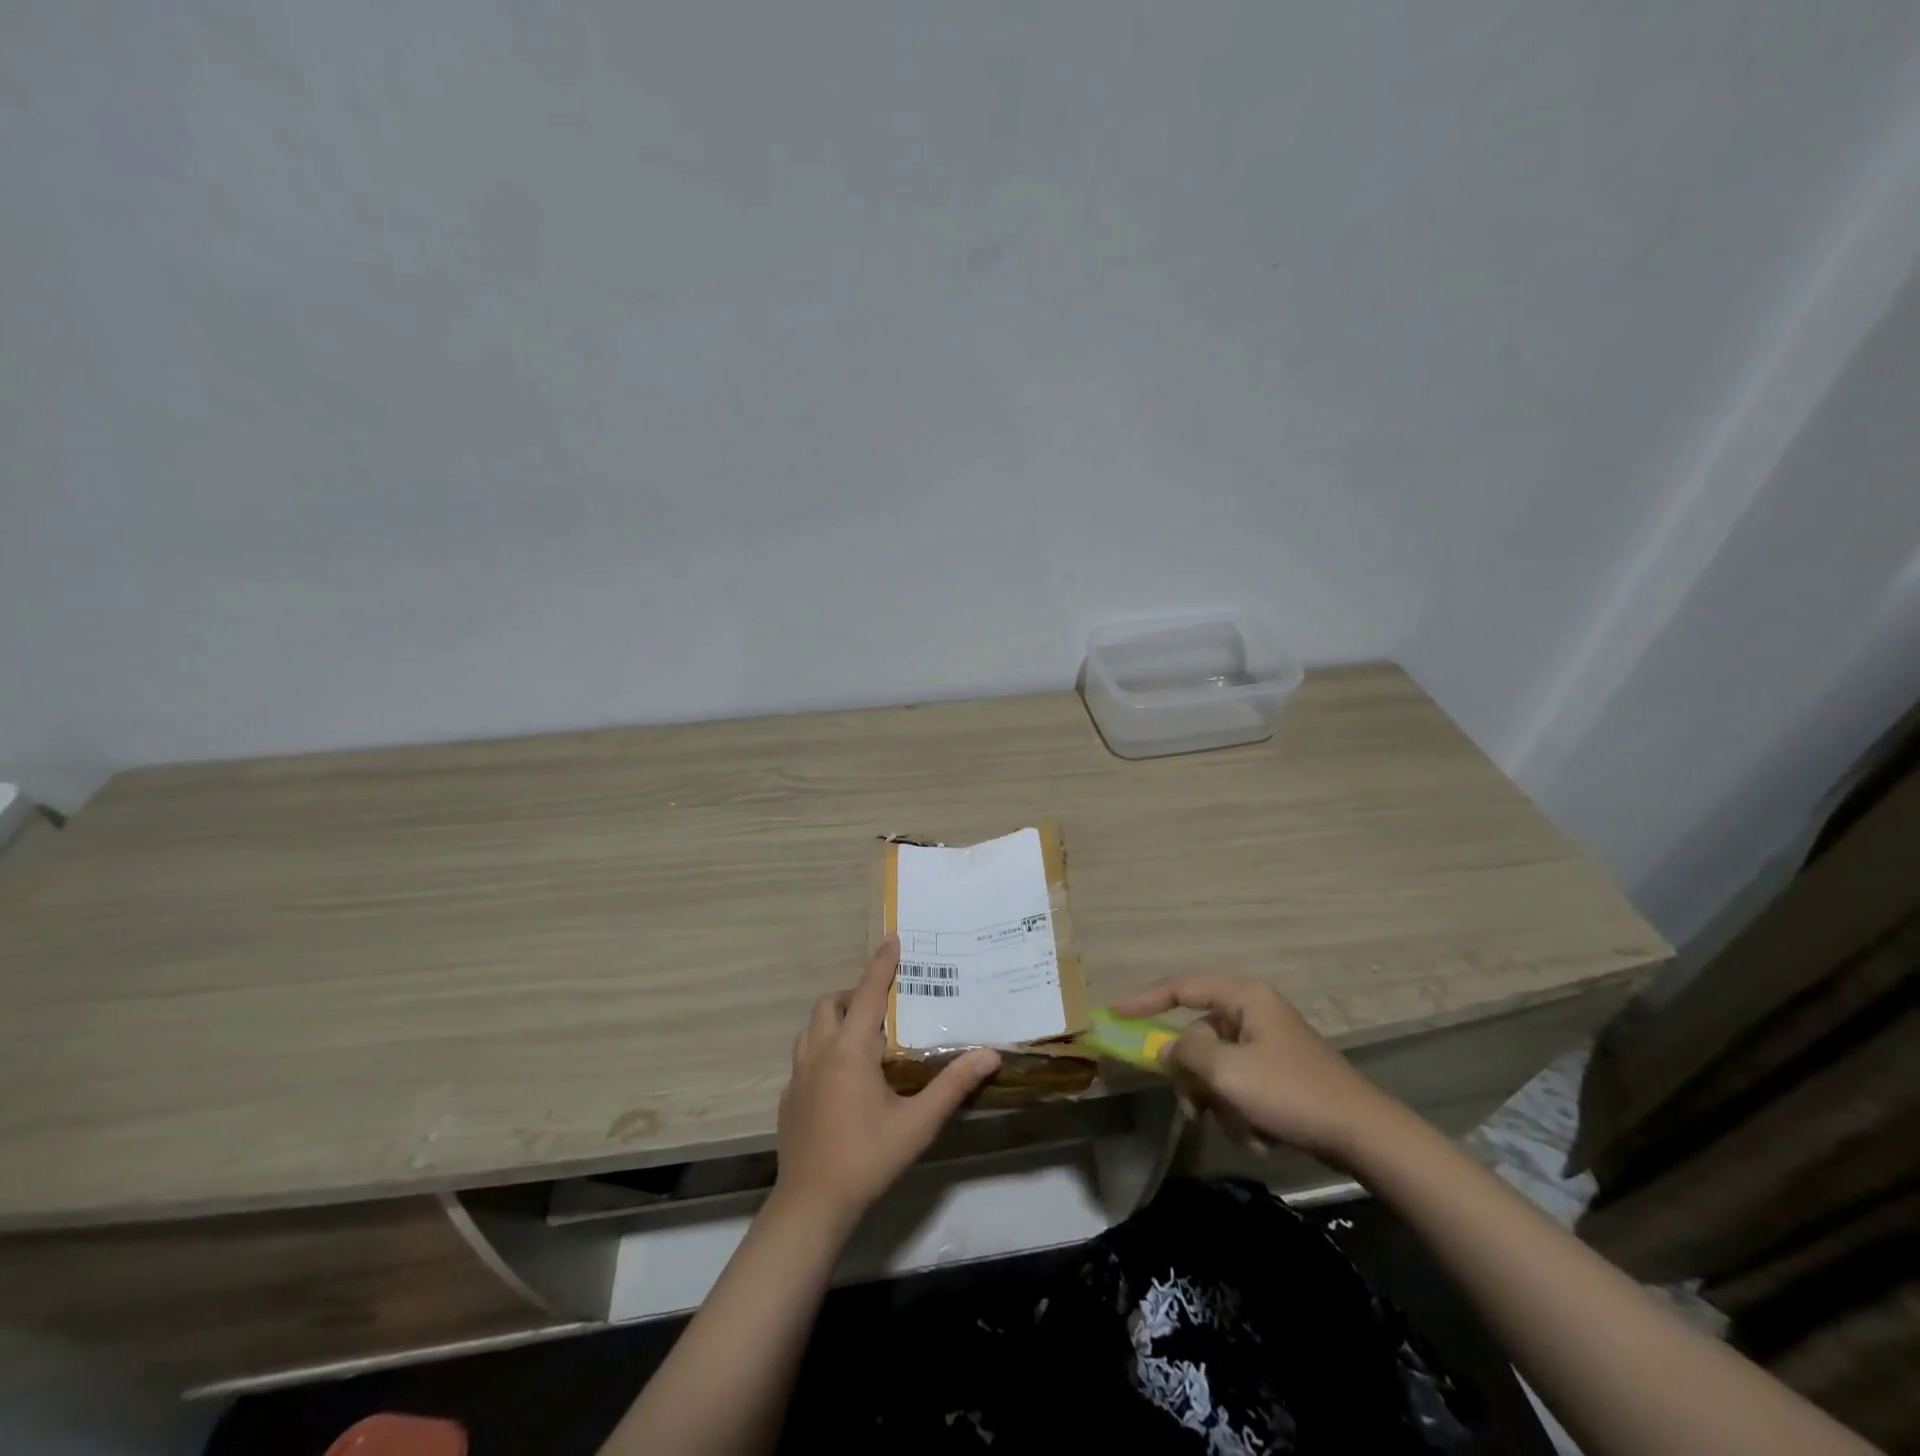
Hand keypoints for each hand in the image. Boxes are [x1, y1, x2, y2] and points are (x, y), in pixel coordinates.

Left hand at [774, 938, 1000, 1230]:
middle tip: (882, 1006)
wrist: (811, 1206)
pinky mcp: (788, 1097)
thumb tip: (990, 1054)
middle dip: (854, 993)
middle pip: (830, 1003)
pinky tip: (841, 1078)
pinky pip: (804, 1055)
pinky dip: (822, 1048)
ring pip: (811, 1027)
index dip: (881, 963)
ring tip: (862, 1036)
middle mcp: (819, 1052)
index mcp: (850, 1050)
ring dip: (834, 1019)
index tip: (893, 937)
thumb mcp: (918, 1123)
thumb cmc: (868, 1158)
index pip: (867, 992)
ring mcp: (797, 1075)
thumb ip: (953, 1085)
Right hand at [1111, 974, 1392, 1165]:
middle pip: (1198, 1037)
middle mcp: (1253, 1012)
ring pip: (1216, 1068)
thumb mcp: (1229, 1073)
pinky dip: (1241, 1111)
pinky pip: (1238, 1086)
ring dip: (1221, 1102)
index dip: (1144, 999)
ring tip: (1244, 1127)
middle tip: (1194, 1108)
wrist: (1363, 1136)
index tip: (1114, 1014)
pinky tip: (1262, 1134)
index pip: (1181, 987)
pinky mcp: (1277, 1074)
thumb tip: (1166, 1050)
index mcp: (1244, 997)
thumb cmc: (1292, 1093)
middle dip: (1196, 1078)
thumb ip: (1186, 1054)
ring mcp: (1266, 1044)